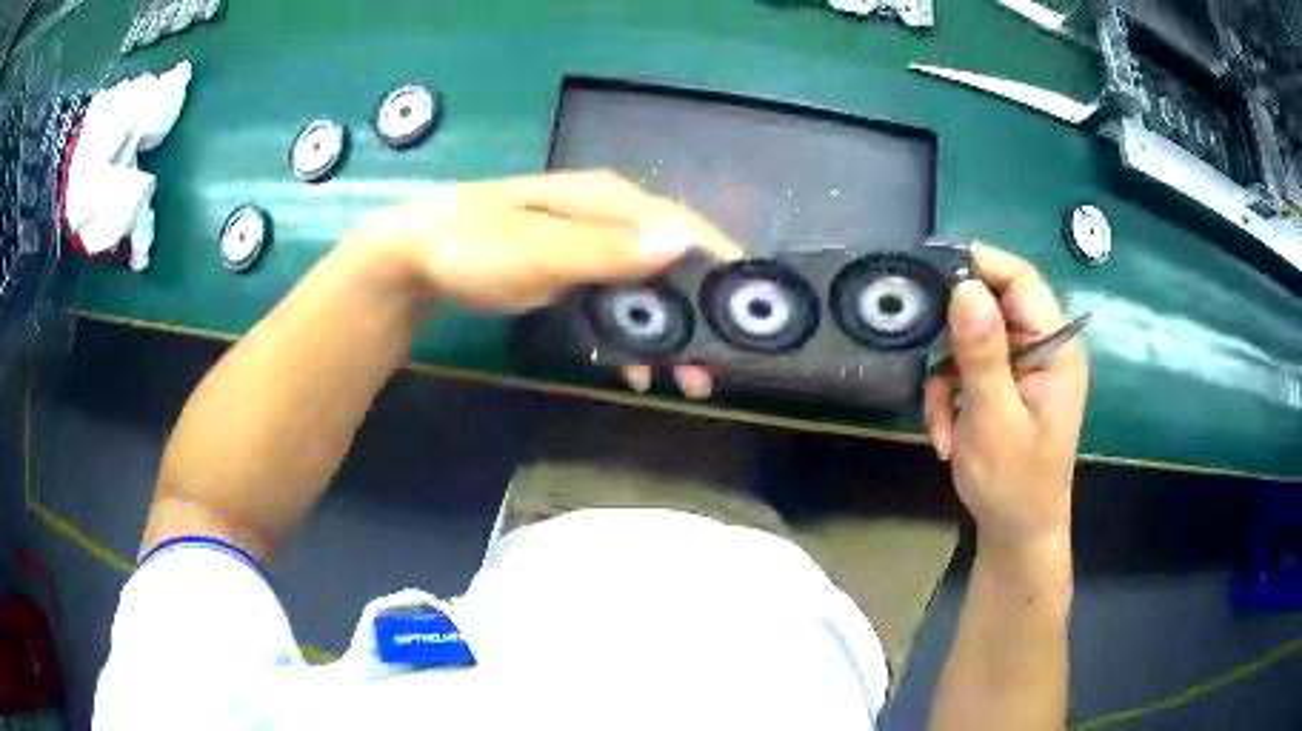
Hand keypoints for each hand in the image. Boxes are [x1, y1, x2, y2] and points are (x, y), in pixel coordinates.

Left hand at [344, 171, 740, 398]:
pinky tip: (636, 369)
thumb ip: (607, 251)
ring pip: (644, 287)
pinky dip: (630, 335)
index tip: (752, 308)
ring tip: (688, 378)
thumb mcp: (539, 249)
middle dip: (698, 311)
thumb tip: (682, 244)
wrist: (414, 260)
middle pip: (669, 261)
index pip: (682, 227)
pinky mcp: (567, 274)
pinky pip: (614, 303)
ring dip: (668, 331)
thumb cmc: (474, 246)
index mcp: (606, 200)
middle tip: (719, 363)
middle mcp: (605, 219)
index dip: (720, 264)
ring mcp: (585, 247)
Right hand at [923, 244, 1088, 548]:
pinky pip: (966, 367)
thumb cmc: (1014, 484)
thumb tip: (965, 287)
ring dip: (946, 378)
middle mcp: (1043, 347)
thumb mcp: (995, 420)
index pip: (1021, 279)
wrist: (1016, 534)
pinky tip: (946, 433)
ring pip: (970, 338)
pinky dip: (949, 396)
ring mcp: (1022, 365)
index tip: (929, 275)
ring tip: (942, 424)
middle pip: (992, 305)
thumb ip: (982, 354)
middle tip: (927, 362)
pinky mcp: (1004, 383)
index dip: (979, 266)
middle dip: (953, 339)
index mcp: (1056, 348)